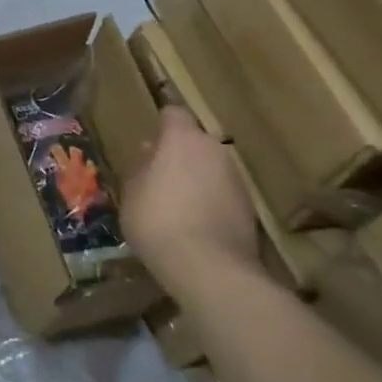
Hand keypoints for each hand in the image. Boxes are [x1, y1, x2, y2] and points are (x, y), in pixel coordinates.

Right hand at [120, 106, 262, 296]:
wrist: (209, 268)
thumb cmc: (157, 220)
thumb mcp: (131, 191)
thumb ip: (141, 168)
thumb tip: (149, 155)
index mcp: (182, 139)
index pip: (173, 114)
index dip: (161, 124)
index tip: (149, 142)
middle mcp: (215, 151)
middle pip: (195, 142)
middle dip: (179, 154)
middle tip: (158, 176)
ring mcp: (236, 180)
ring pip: (211, 168)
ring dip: (196, 178)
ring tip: (176, 204)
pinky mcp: (250, 209)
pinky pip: (223, 193)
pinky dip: (211, 201)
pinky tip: (195, 224)